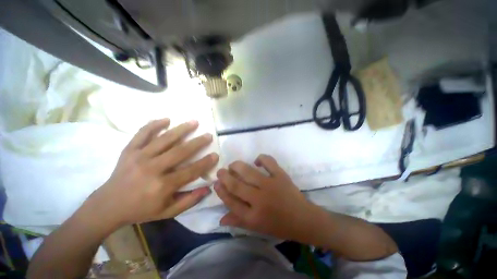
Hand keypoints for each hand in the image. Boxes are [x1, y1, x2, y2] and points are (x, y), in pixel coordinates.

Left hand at [86, 119, 218, 227]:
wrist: (108, 206)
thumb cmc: (141, 210)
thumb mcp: (167, 212)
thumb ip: (189, 201)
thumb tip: (208, 189)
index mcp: (162, 186)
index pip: (191, 171)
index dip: (205, 163)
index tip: (216, 155)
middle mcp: (152, 169)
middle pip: (180, 152)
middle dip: (198, 142)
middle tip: (208, 135)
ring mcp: (139, 157)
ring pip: (164, 139)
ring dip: (181, 129)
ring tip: (194, 122)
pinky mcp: (129, 151)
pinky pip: (142, 134)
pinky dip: (154, 125)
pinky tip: (166, 119)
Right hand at [214, 154, 319, 240]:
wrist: (303, 219)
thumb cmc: (279, 225)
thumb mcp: (257, 227)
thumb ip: (238, 221)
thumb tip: (220, 219)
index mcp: (253, 216)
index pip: (231, 201)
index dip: (221, 191)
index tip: (216, 183)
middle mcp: (259, 200)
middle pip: (236, 185)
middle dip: (225, 176)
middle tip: (221, 171)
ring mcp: (271, 185)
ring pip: (248, 171)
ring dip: (237, 166)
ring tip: (233, 165)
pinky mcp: (281, 176)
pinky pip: (268, 161)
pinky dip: (261, 158)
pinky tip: (257, 161)